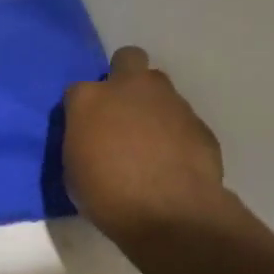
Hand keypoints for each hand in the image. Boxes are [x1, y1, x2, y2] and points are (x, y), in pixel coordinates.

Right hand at [62, 47, 234, 245]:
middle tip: (121, 110)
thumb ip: (82, 141)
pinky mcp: (199, 122)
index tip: (85, 129)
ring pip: (159, 87)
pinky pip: (181, 118)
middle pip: (128, 59)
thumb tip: (92, 139)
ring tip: (149, 139)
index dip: (82, 109)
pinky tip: (173, 159)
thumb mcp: (74, 170)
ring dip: (152, 105)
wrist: (170, 214)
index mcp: (89, 99)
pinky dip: (175, 132)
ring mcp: (169, 101)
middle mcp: (129, 88)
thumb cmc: (107, 195)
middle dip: (124, 77)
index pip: (78, 90)